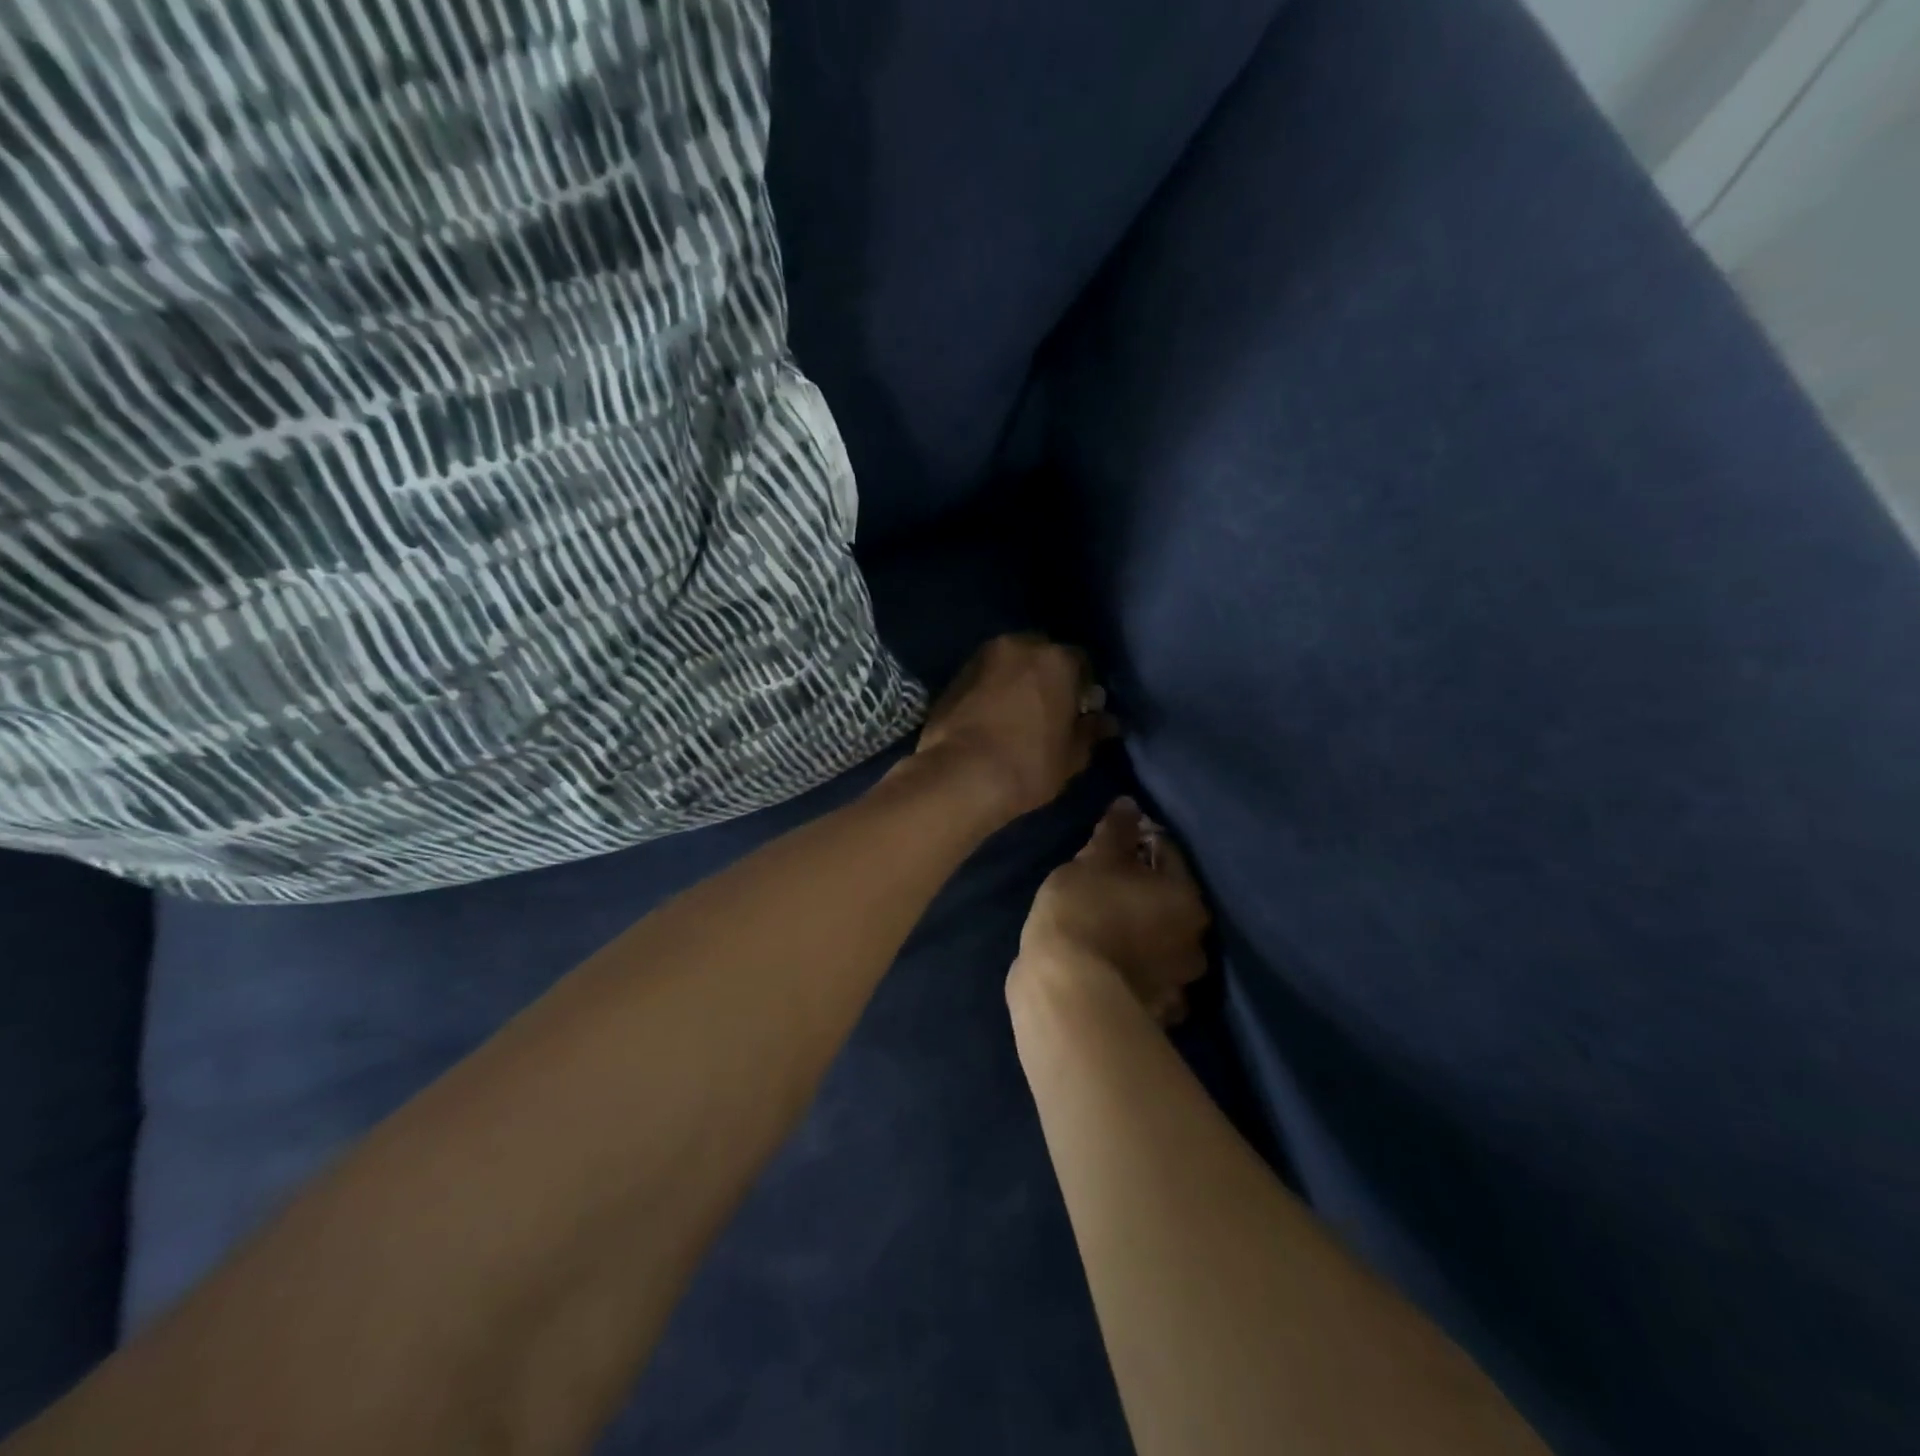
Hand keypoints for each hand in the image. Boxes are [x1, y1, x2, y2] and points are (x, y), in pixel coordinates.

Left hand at [913, 634, 1117, 825]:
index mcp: (1057, 659)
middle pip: (1042, 656)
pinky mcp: (954, 675)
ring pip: (1010, 664)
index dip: (1083, 688)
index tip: (1080, 712)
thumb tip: (1104, 721)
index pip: (1081, 663)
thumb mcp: (1072, 756)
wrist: (959, 776)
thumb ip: (1090, 731)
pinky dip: (992, 690)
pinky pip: (985, 677)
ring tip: (1018, 715)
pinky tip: (992, 718)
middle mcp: (1019, 646)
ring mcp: (982, 658)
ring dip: (1018, 681)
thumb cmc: (1028, 765)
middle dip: (1048, 678)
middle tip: (1049, 711)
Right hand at [1014, 798, 1211, 1025]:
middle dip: (1144, 892)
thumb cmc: (1085, 910)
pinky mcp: (1156, 1015)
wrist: (1065, 987)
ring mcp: (1178, 984)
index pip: (1167, 853)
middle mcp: (1195, 942)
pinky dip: (1134, 972)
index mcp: (1187, 899)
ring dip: (1143, 936)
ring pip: (1161, 946)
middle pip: (1169, 902)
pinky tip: (1109, 965)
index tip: (1111, 843)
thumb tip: (1130, 803)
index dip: (1139, 842)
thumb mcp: (1094, 859)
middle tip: (1106, 886)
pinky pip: (1147, 980)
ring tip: (1106, 928)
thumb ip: (1117, 829)